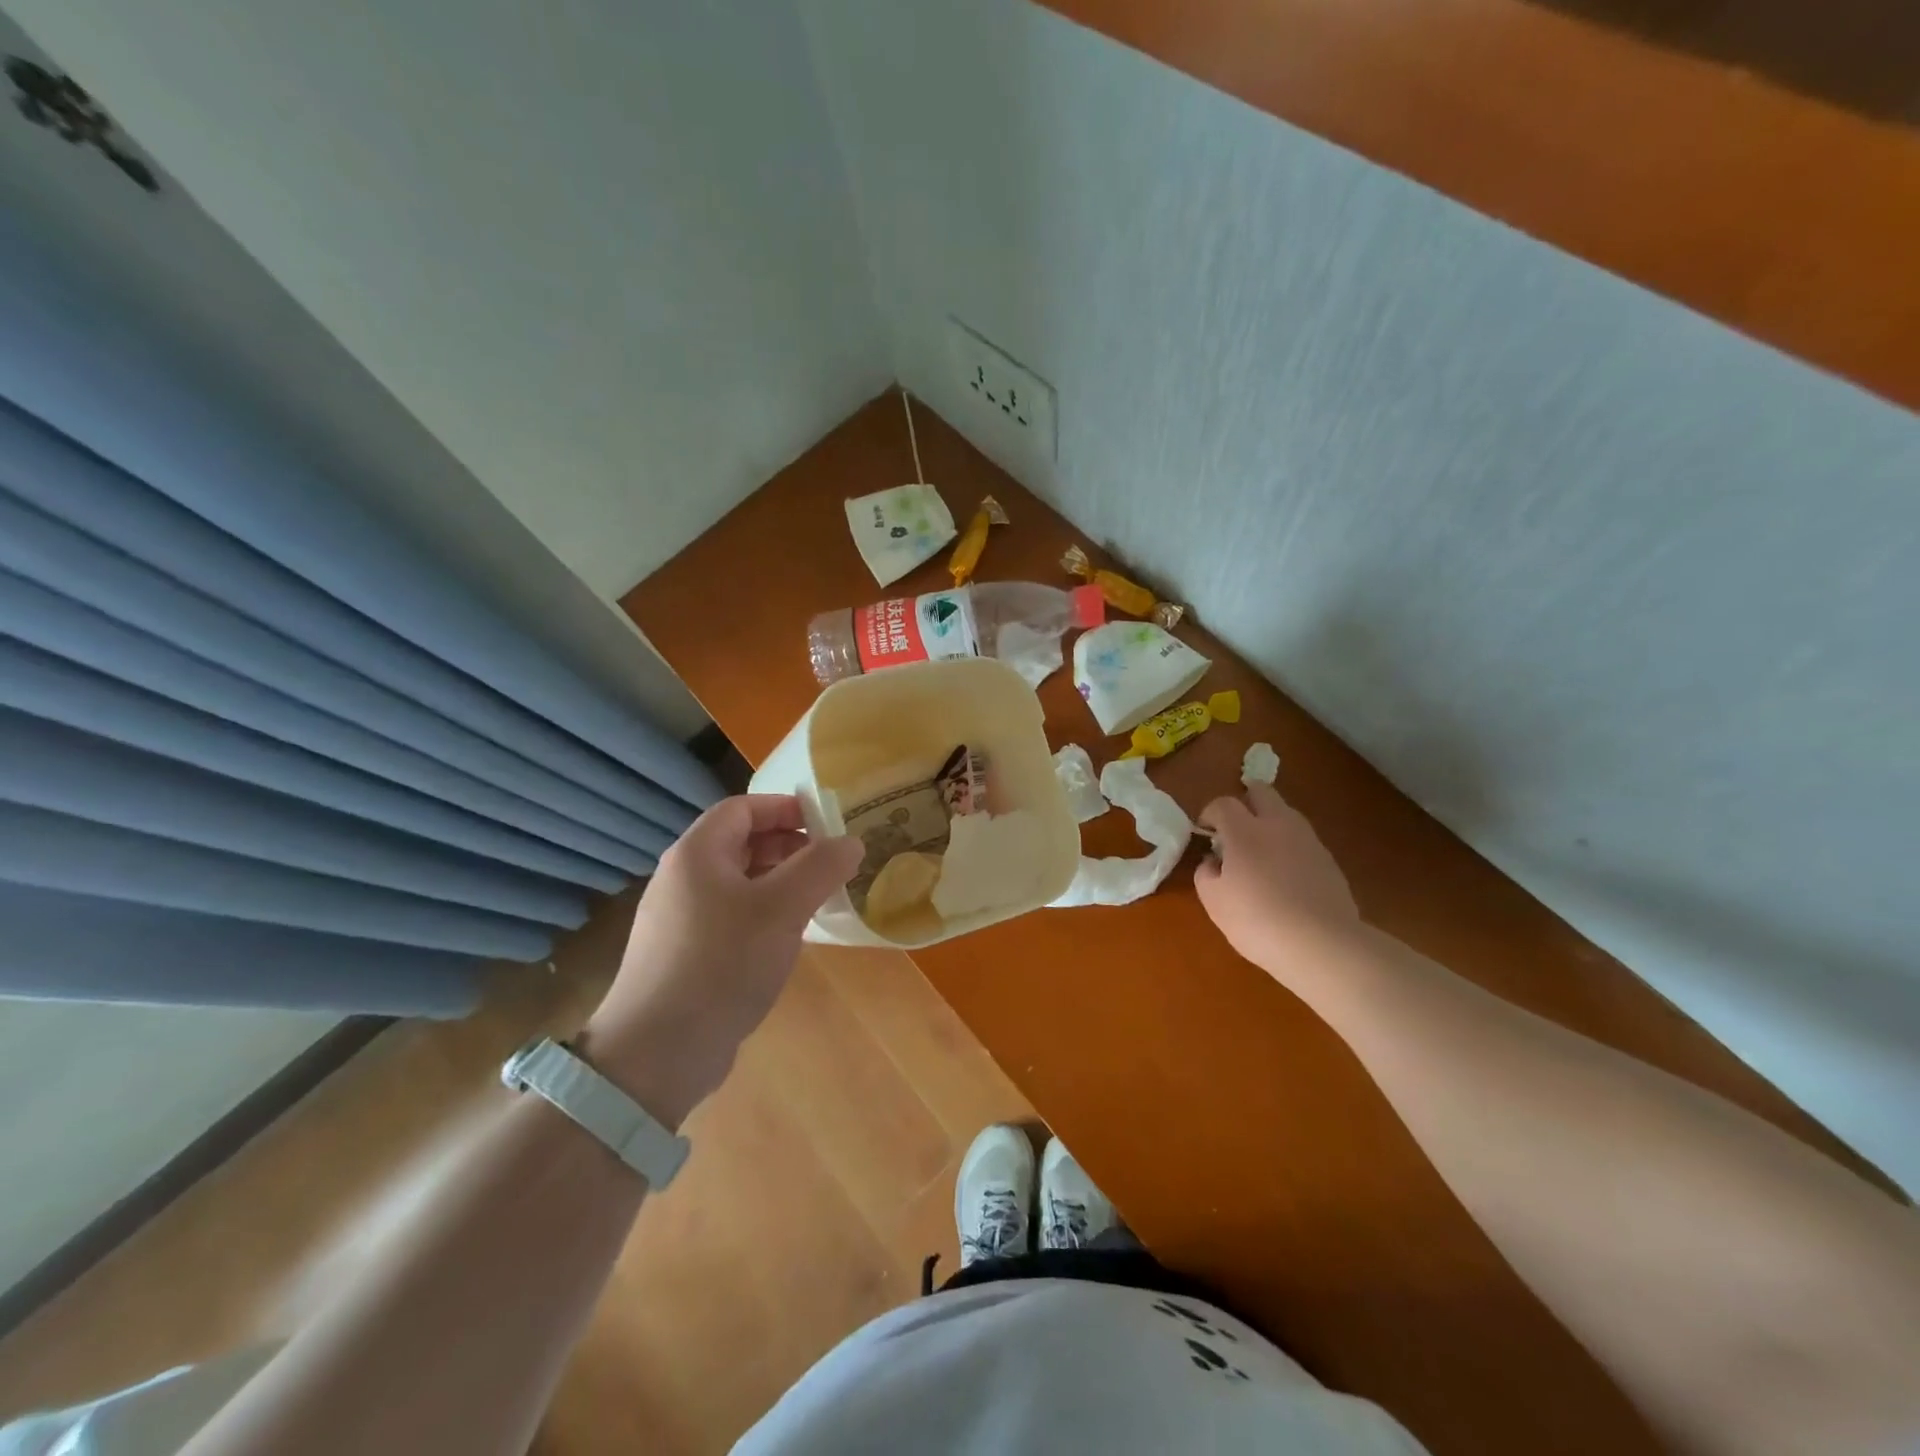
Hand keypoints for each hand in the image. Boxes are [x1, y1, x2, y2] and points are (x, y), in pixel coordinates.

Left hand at [579, 795, 860, 1126]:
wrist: (657, 1053)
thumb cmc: (722, 963)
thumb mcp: (782, 909)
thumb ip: (820, 867)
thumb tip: (851, 842)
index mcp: (696, 853)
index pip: (742, 808)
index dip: (786, 808)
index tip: (827, 825)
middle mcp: (682, 878)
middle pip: (740, 842)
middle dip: (788, 846)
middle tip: (829, 865)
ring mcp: (679, 919)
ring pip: (738, 882)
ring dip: (779, 882)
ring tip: (816, 900)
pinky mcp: (684, 954)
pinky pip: (730, 916)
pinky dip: (763, 914)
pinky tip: (786, 939)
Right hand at [1194, 783, 1359, 976]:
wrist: (1322, 944)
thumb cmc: (1257, 920)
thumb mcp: (1214, 901)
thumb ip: (1206, 873)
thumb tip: (1213, 861)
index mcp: (1244, 830)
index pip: (1223, 804)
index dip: (1209, 814)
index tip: (1205, 834)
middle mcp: (1278, 824)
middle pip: (1262, 792)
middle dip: (1245, 802)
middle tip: (1235, 828)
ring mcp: (1308, 840)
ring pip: (1286, 814)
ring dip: (1269, 823)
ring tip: (1260, 853)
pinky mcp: (1329, 860)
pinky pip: (1302, 840)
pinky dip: (1289, 847)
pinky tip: (1285, 876)